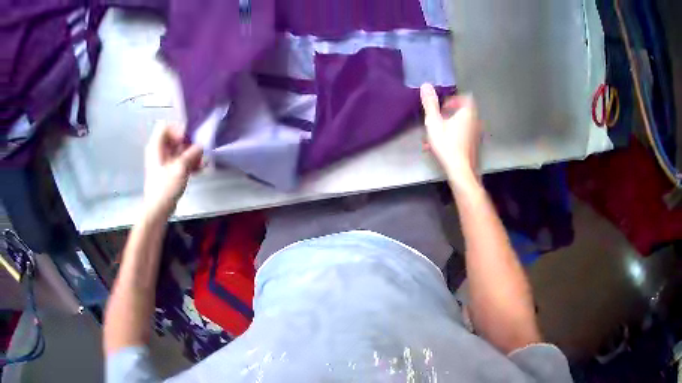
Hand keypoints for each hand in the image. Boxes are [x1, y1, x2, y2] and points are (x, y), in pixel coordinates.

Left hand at [143, 122, 202, 215]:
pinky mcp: (168, 172)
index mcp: (156, 146)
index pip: (165, 127)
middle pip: (174, 139)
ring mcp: (163, 162)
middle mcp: (158, 151)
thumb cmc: (165, 187)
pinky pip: (179, 161)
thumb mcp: (180, 168)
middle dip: (188, 144)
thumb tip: (201, 146)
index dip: (177, 130)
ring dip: (191, 155)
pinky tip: (199, 170)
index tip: (187, 140)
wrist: (158, 209)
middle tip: (198, 152)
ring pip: (178, 151)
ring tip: (202, 162)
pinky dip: (188, 163)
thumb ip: (191, 154)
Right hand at [420, 83, 481, 183]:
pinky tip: (444, 145)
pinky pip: (464, 134)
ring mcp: (476, 134)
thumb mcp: (434, 123)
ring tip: (439, 134)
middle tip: (439, 119)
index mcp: (467, 113)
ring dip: (451, 125)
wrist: (460, 170)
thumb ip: (430, 104)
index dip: (454, 99)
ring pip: (463, 124)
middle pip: (464, 111)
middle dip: (450, 113)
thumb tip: (426, 85)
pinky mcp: (474, 145)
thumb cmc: (447, 145)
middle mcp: (475, 121)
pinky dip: (455, 135)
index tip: (443, 107)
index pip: (466, 98)